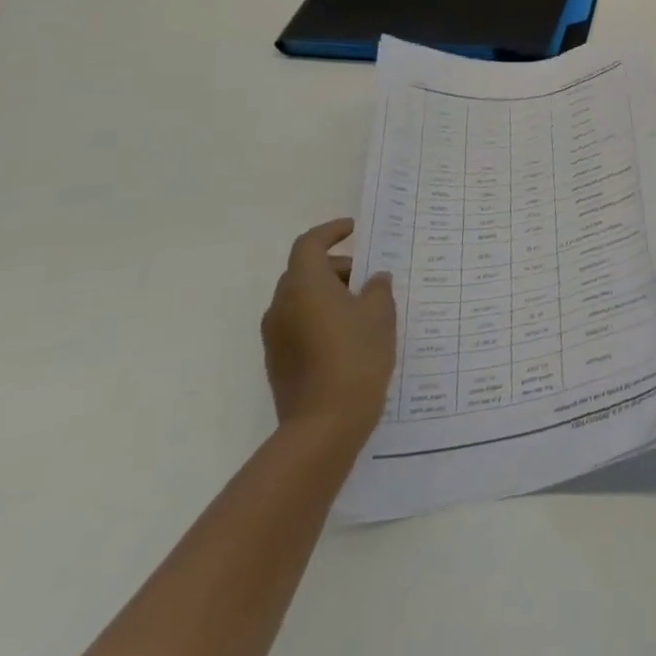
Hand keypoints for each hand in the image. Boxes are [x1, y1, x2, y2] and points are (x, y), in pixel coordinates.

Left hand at [261, 219, 395, 445]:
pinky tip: (350, 336)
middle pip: (304, 272)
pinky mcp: (278, 361)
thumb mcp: (380, 315)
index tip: (354, 230)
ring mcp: (275, 336)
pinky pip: (299, 324)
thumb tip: (374, 279)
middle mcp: (281, 306)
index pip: (309, 244)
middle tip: (368, 276)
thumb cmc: (356, 357)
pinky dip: (321, 318)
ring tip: (364, 308)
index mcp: (304, 286)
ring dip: (328, 294)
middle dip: (335, 267)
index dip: (330, 232)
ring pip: (301, 299)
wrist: (324, 425)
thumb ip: (378, 288)